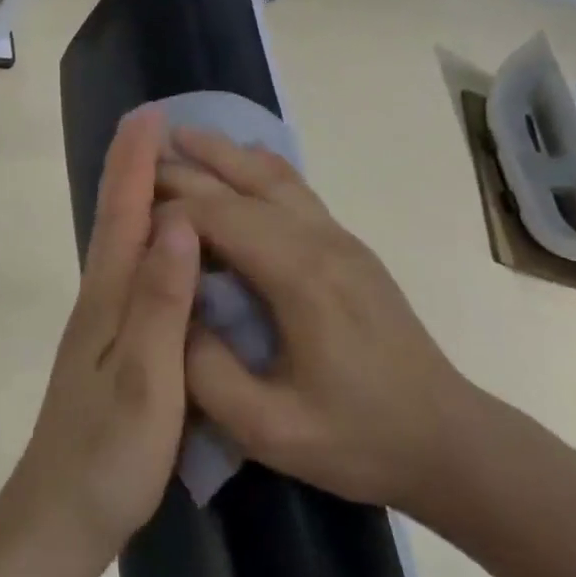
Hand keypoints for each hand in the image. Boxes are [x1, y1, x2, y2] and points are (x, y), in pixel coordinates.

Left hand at [4, 106, 200, 570]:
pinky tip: (161, 249)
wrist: (59, 519)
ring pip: (121, 244)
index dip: (136, 163)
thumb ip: (162, 303)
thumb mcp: (146, 381)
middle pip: (117, 219)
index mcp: (110, 299)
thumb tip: (177, 222)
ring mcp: (103, 325)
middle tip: (155, 124)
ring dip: (136, 198)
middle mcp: (101, 300)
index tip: (151, 115)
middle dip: (132, 168)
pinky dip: (144, 241)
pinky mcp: (112, 348)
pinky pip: (132, 274)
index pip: (125, 214)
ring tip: (161, 167)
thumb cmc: (108, 455)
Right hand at [158, 128, 477, 521]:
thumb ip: (205, 371)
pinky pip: (296, 188)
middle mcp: (320, 240)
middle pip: (242, 184)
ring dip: (224, 153)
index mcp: (299, 277)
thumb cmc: (356, 438)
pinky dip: (259, 166)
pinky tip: (241, 161)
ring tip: (181, 136)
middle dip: (186, 169)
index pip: (217, 217)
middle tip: (135, 161)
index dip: (166, 213)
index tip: (127, 224)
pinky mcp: (349, 246)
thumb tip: (167, 312)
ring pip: (273, 175)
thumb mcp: (268, 429)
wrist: (447, 440)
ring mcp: (340, 237)